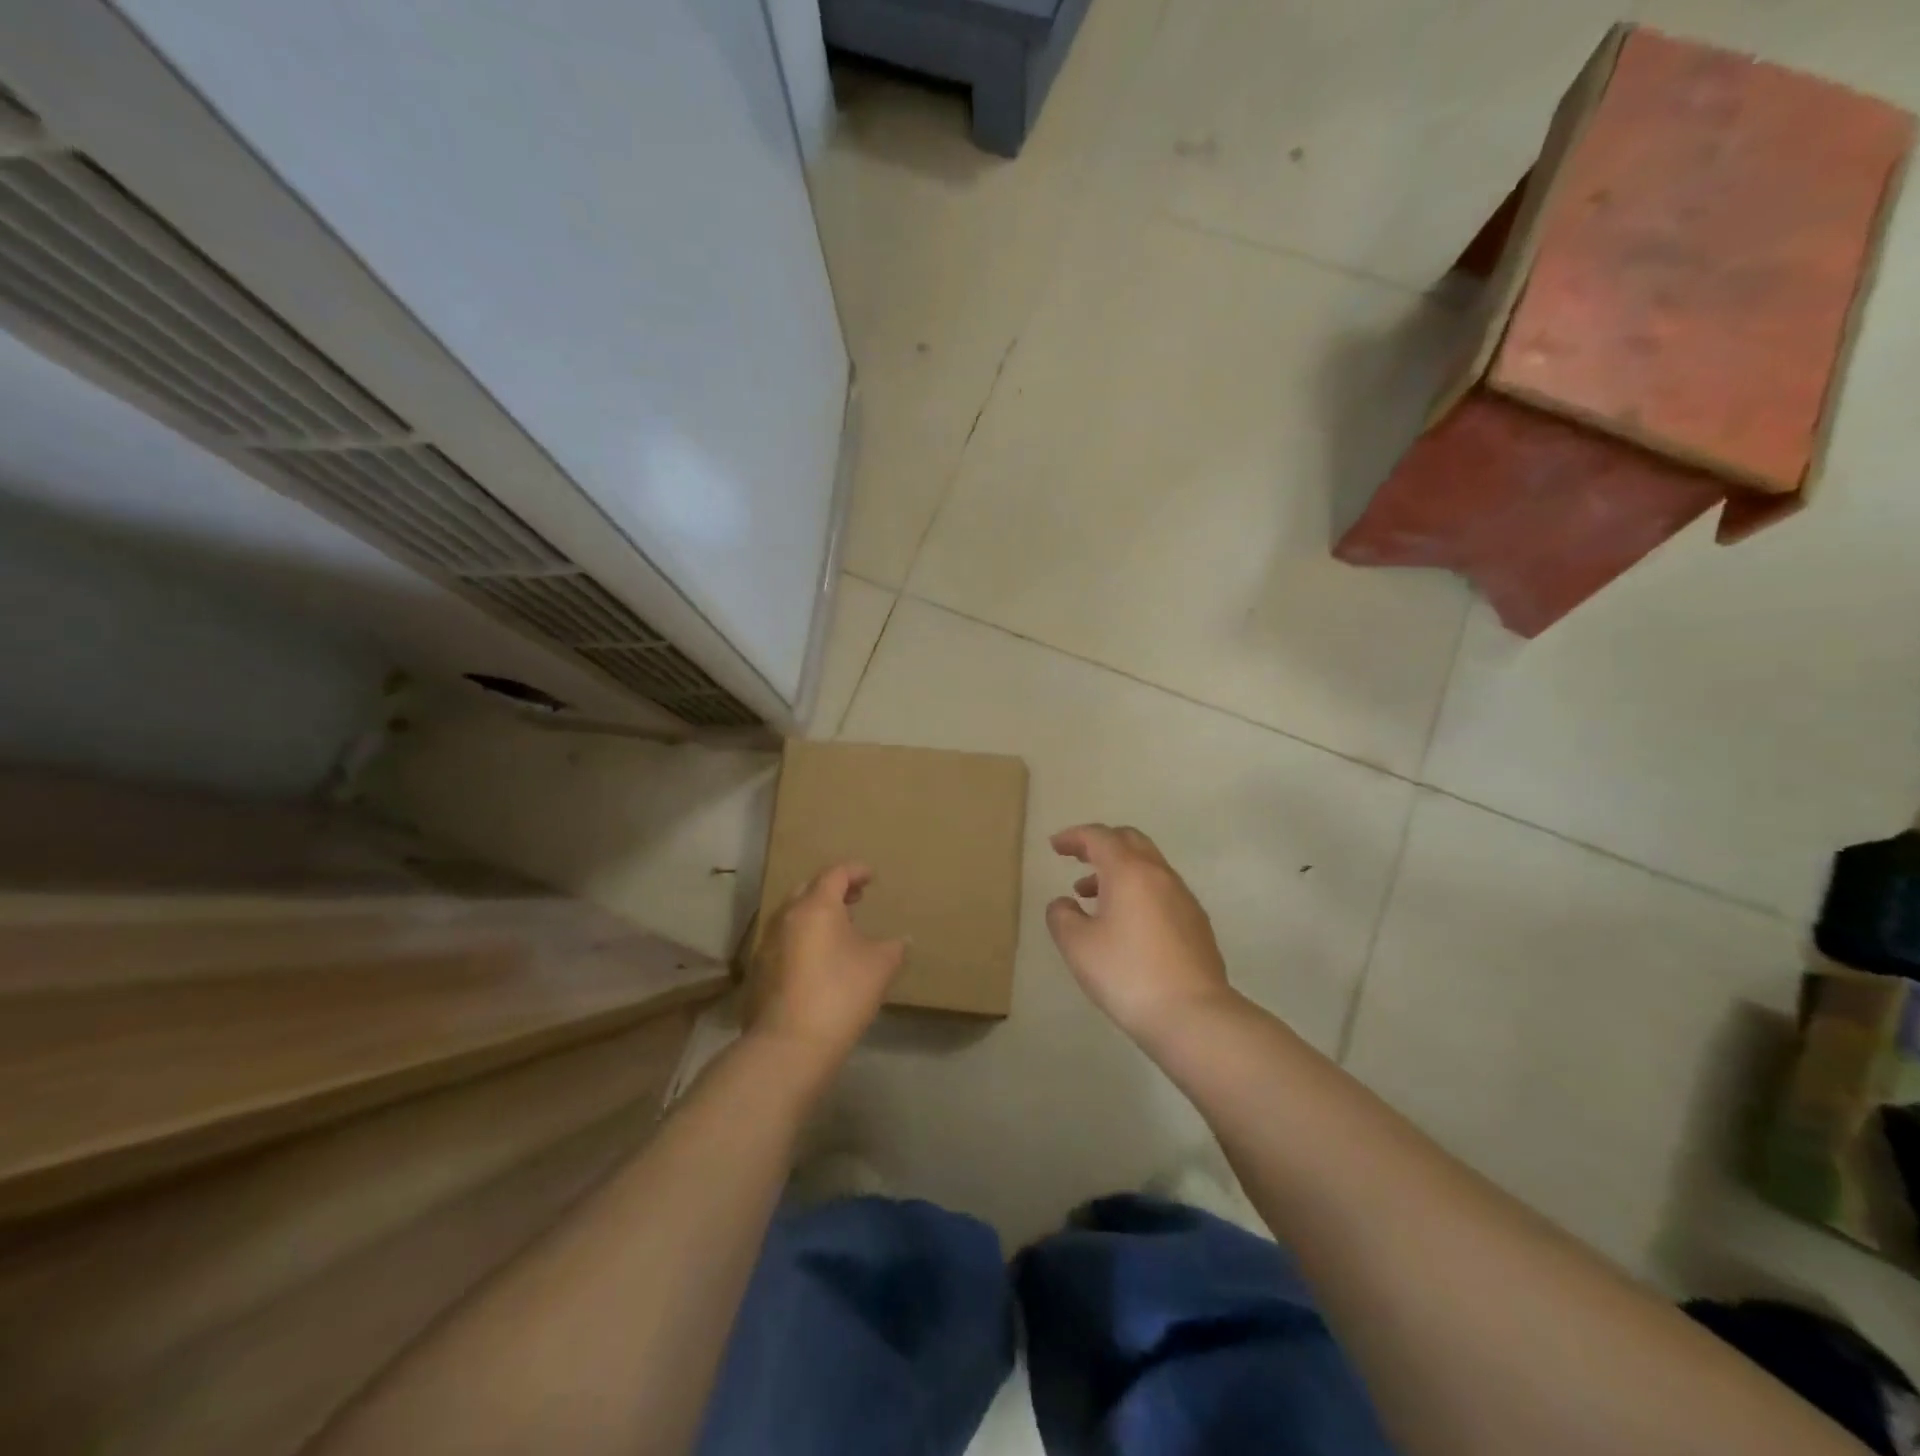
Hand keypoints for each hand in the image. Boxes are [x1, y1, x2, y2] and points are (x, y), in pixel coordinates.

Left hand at [747, 863, 904, 1065]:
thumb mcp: (881, 967)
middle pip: (809, 890)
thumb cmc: (841, 994)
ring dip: (816, 915)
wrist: (789, 1045)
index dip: (855, 871)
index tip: (871, 876)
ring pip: (793, 916)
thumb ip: (894, 946)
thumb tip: (902, 939)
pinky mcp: (758, 971)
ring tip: (838, 930)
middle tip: (855, 899)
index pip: (835, 874)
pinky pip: (784, 941)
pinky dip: (803, 938)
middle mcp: (786, 917)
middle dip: (833, 890)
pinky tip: (818, 960)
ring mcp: (767, 944)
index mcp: (816, 906)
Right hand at [1046, 824, 1235, 1041]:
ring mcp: (1183, 898)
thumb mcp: (1078, 946)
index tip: (1056, 846)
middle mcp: (1160, 875)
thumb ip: (1062, 916)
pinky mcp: (1197, 923)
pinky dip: (1138, 890)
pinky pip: (1162, 890)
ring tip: (1091, 897)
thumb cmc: (1128, 974)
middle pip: (1130, 841)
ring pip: (1148, 866)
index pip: (1099, 837)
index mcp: (1129, 871)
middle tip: (1077, 858)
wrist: (1193, 1015)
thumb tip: (1064, 903)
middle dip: (1101, 844)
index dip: (1074, 836)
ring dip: (1119, 870)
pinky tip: (1126, 923)